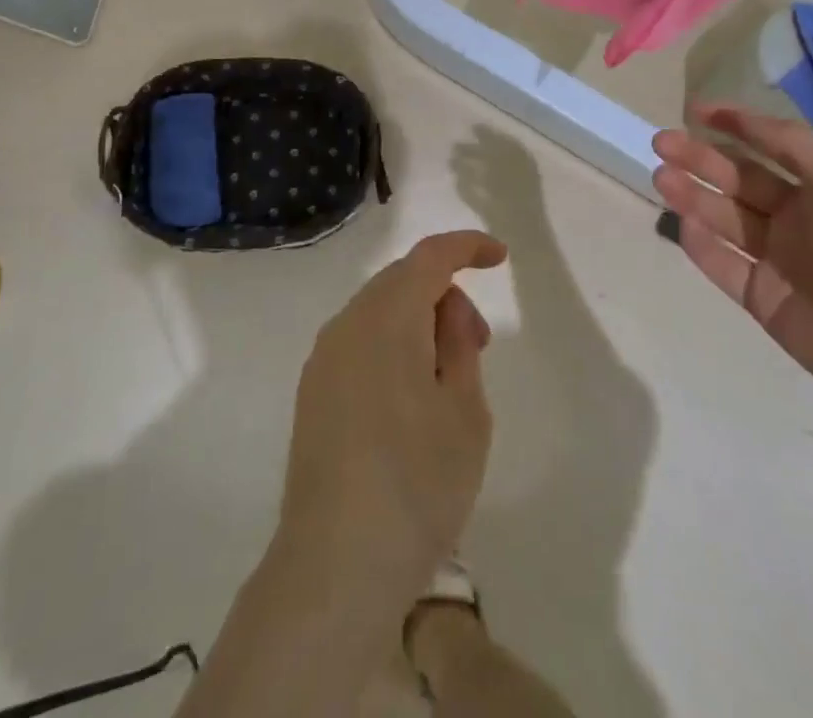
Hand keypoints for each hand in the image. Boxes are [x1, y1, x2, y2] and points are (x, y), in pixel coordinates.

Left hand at [274, 230, 507, 605]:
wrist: (336, 565)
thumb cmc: (417, 482)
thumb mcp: (464, 410)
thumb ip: (458, 342)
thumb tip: (446, 308)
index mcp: (386, 317)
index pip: (430, 256)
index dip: (467, 246)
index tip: (500, 258)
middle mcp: (347, 323)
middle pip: (402, 281)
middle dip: (445, 294)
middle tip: (478, 343)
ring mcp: (323, 358)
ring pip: (379, 312)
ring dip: (418, 323)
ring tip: (449, 377)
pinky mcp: (312, 392)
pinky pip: (359, 343)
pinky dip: (391, 346)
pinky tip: (410, 398)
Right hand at [652, 105, 812, 434]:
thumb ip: (793, 145)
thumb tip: (743, 117)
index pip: (771, 147)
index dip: (735, 125)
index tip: (695, 110)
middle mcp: (799, 219)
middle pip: (739, 180)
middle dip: (700, 158)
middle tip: (661, 142)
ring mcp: (778, 260)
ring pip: (724, 218)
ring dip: (692, 195)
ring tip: (660, 176)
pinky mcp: (762, 298)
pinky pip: (722, 264)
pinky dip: (701, 244)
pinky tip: (684, 224)